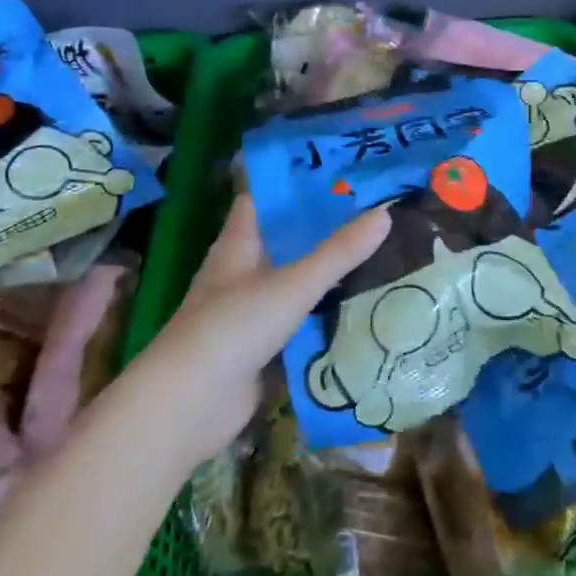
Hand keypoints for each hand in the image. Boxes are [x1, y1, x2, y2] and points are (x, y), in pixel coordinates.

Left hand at [135, 194, 389, 463]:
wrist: (190, 405)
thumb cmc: (233, 327)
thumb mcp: (292, 284)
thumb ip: (338, 253)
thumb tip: (385, 213)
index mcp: (237, 245)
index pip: (263, 200)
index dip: (293, 183)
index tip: (336, 170)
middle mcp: (239, 272)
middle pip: (281, 240)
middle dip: (319, 227)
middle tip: (371, 212)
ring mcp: (246, 312)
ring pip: (290, 281)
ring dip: (322, 272)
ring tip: (374, 254)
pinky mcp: (257, 348)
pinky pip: (295, 321)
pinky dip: (320, 313)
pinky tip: (357, 308)